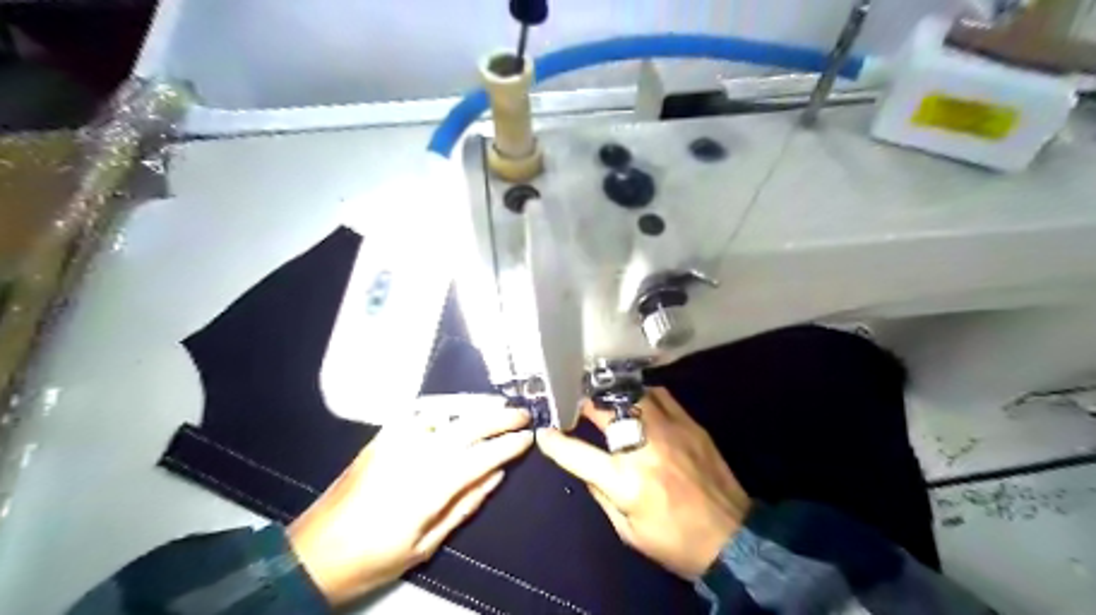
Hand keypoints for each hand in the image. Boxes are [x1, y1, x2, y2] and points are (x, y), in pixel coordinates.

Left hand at [289, 395, 533, 605]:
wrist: (313, 551)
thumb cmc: (374, 558)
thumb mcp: (426, 544)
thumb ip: (466, 504)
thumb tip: (496, 474)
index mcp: (429, 485)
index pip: (481, 455)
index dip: (508, 444)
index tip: (528, 438)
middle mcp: (415, 453)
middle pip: (468, 424)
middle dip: (500, 416)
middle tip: (522, 414)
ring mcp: (395, 440)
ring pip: (446, 411)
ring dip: (476, 405)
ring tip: (499, 405)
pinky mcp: (382, 436)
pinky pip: (422, 412)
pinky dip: (448, 406)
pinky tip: (461, 408)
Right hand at [537, 388, 749, 578]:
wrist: (733, 539)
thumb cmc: (675, 542)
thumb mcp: (628, 531)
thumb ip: (602, 494)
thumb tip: (586, 467)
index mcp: (627, 482)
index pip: (579, 454)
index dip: (555, 442)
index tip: (544, 432)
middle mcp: (646, 448)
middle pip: (606, 412)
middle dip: (583, 403)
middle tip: (573, 402)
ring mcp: (671, 431)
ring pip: (634, 395)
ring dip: (613, 395)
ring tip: (602, 397)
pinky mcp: (691, 425)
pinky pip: (661, 396)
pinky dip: (642, 394)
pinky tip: (636, 400)